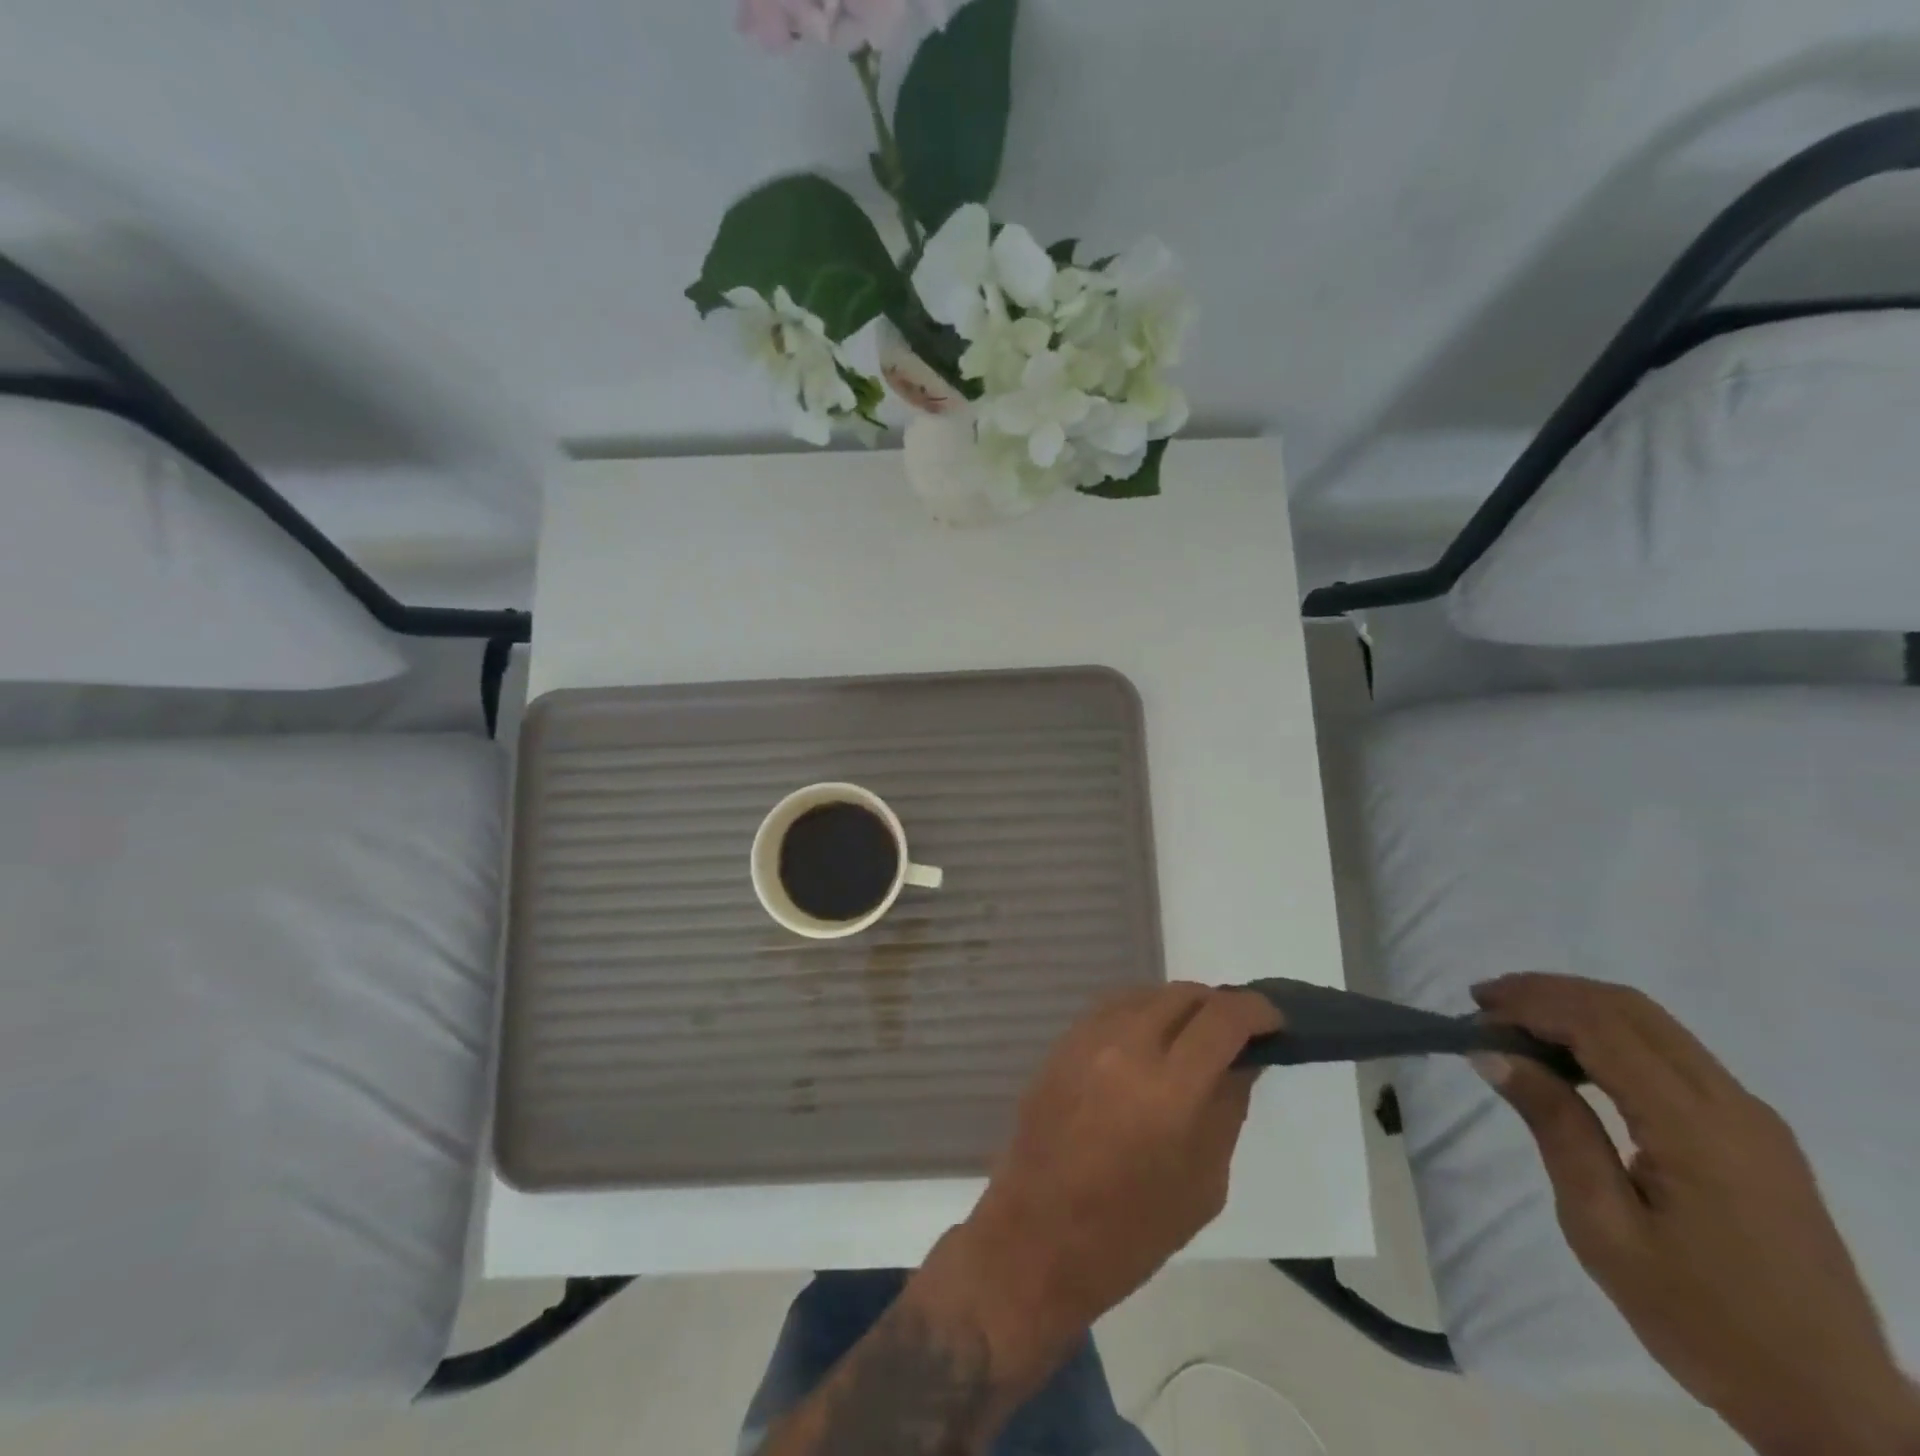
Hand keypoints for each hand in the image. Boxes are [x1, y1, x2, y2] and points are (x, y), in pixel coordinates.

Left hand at [929, 983, 1279, 1388]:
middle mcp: (1126, 1046)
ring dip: (1178, 1007)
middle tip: (1237, 1034)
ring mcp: (1087, 1039)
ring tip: (1194, 1038)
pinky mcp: (1061, 1043)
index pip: (1223, 1018)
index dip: (1257, 1010)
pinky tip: (1150, 1044)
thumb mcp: (1203, 1182)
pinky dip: (1141, 1014)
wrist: (1039, 1236)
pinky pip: (1111, 1009)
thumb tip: (1243, 1060)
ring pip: (1145, 994)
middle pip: (1184, 995)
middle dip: (1219, 1006)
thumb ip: (1226, 1108)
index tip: (1275, 1020)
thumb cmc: (1132, 1230)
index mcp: (1170, 1088)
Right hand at [1475, 973, 1919, 1455]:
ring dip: (1578, 1009)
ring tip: (1515, 1027)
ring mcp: (1753, 1118)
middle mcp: (1733, 1105)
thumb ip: (1555, 1128)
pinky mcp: (1757, 1135)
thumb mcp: (1604, 1228)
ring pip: (1653, 1024)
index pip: (1600, 1026)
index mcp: (1696, 1127)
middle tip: (1484, 1006)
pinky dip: (1611, 1036)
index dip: (1530, 1004)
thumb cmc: (1702, 1320)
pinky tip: (1573, 1062)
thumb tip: (1492, 1052)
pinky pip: (1674, 1055)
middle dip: (1548, 992)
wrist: (1833, 1409)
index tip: (1472, 1016)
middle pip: (1629, 1008)